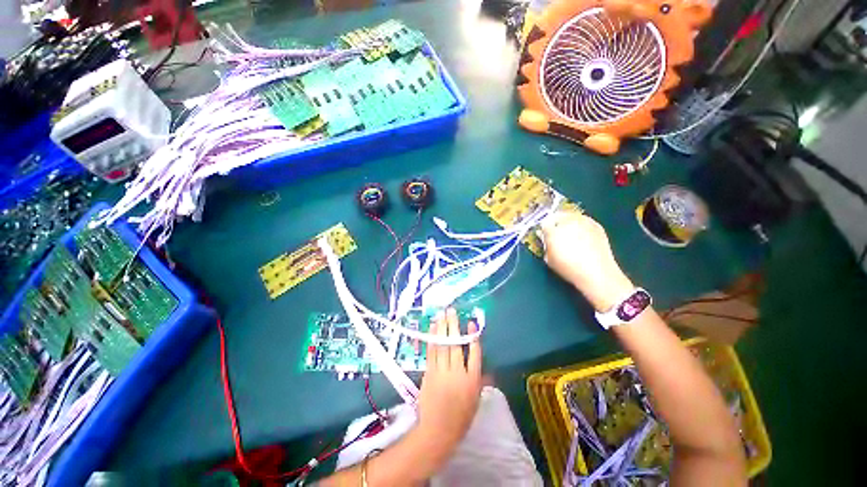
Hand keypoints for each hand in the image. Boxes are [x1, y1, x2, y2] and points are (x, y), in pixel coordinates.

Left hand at [415, 308, 481, 464]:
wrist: (437, 431)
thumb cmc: (460, 418)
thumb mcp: (476, 401)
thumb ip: (481, 382)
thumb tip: (488, 369)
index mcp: (472, 381)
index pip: (474, 354)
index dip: (472, 337)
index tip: (471, 323)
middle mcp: (457, 373)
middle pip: (455, 345)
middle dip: (453, 326)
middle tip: (451, 310)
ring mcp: (442, 372)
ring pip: (442, 345)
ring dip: (442, 328)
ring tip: (442, 314)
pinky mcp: (429, 373)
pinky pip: (431, 352)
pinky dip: (432, 338)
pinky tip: (432, 328)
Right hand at [540, 211, 634, 311]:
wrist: (597, 273)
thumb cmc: (568, 268)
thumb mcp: (549, 258)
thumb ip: (544, 244)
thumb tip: (543, 235)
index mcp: (553, 230)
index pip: (544, 223)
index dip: (544, 229)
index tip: (545, 235)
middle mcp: (568, 222)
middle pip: (557, 215)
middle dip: (555, 222)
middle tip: (556, 233)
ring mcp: (584, 221)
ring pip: (571, 216)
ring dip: (568, 222)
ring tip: (570, 234)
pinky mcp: (596, 225)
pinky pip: (584, 220)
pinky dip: (580, 225)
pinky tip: (582, 236)